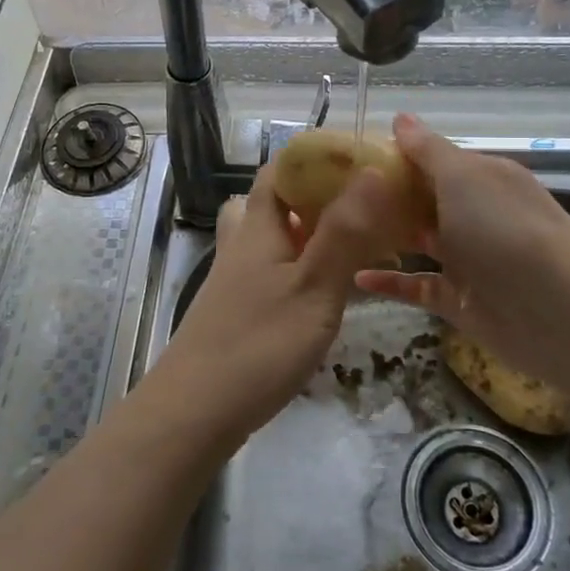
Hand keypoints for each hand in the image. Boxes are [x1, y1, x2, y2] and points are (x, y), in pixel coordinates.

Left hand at [144, 161, 402, 449]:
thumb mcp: (314, 286)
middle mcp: (243, 244)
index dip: (314, 159)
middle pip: (271, 202)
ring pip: (270, 238)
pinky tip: (323, 293)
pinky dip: (298, 268)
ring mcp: (235, 279)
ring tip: (347, 246)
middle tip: (359, 206)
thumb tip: (373, 171)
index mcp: (258, 227)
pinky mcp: (237, 310)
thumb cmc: (259, 344)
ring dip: (305, 233)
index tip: (358, 161)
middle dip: (313, 196)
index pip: (279, 170)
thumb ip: (344, 231)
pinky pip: (271, 271)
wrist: (196, 411)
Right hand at [356, 113, 569, 391]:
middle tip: (333, 194)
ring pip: (420, 243)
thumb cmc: (506, 228)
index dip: (396, 157)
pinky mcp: (460, 301)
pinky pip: (418, 287)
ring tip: (340, 230)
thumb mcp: (463, 176)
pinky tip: (357, 277)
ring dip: (387, 236)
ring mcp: (469, 260)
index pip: (434, 161)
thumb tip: (401, 117)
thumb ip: (428, 151)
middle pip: (425, 201)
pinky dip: (390, 283)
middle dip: (386, 197)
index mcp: (482, 178)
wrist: (560, 310)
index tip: (351, 158)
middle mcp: (476, 215)